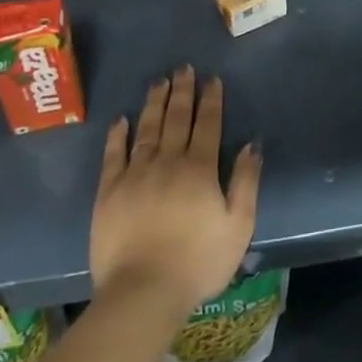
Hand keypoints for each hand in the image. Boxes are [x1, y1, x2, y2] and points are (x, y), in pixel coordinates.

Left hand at [90, 66, 260, 325]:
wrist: (143, 293)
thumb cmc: (198, 262)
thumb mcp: (238, 226)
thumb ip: (246, 181)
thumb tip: (252, 144)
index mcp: (199, 169)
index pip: (208, 124)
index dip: (211, 100)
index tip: (211, 79)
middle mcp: (167, 162)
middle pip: (177, 118)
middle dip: (182, 91)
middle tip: (183, 67)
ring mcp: (135, 175)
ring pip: (147, 129)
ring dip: (154, 103)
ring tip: (159, 81)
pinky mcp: (108, 192)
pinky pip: (113, 155)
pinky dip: (117, 134)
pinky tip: (122, 119)